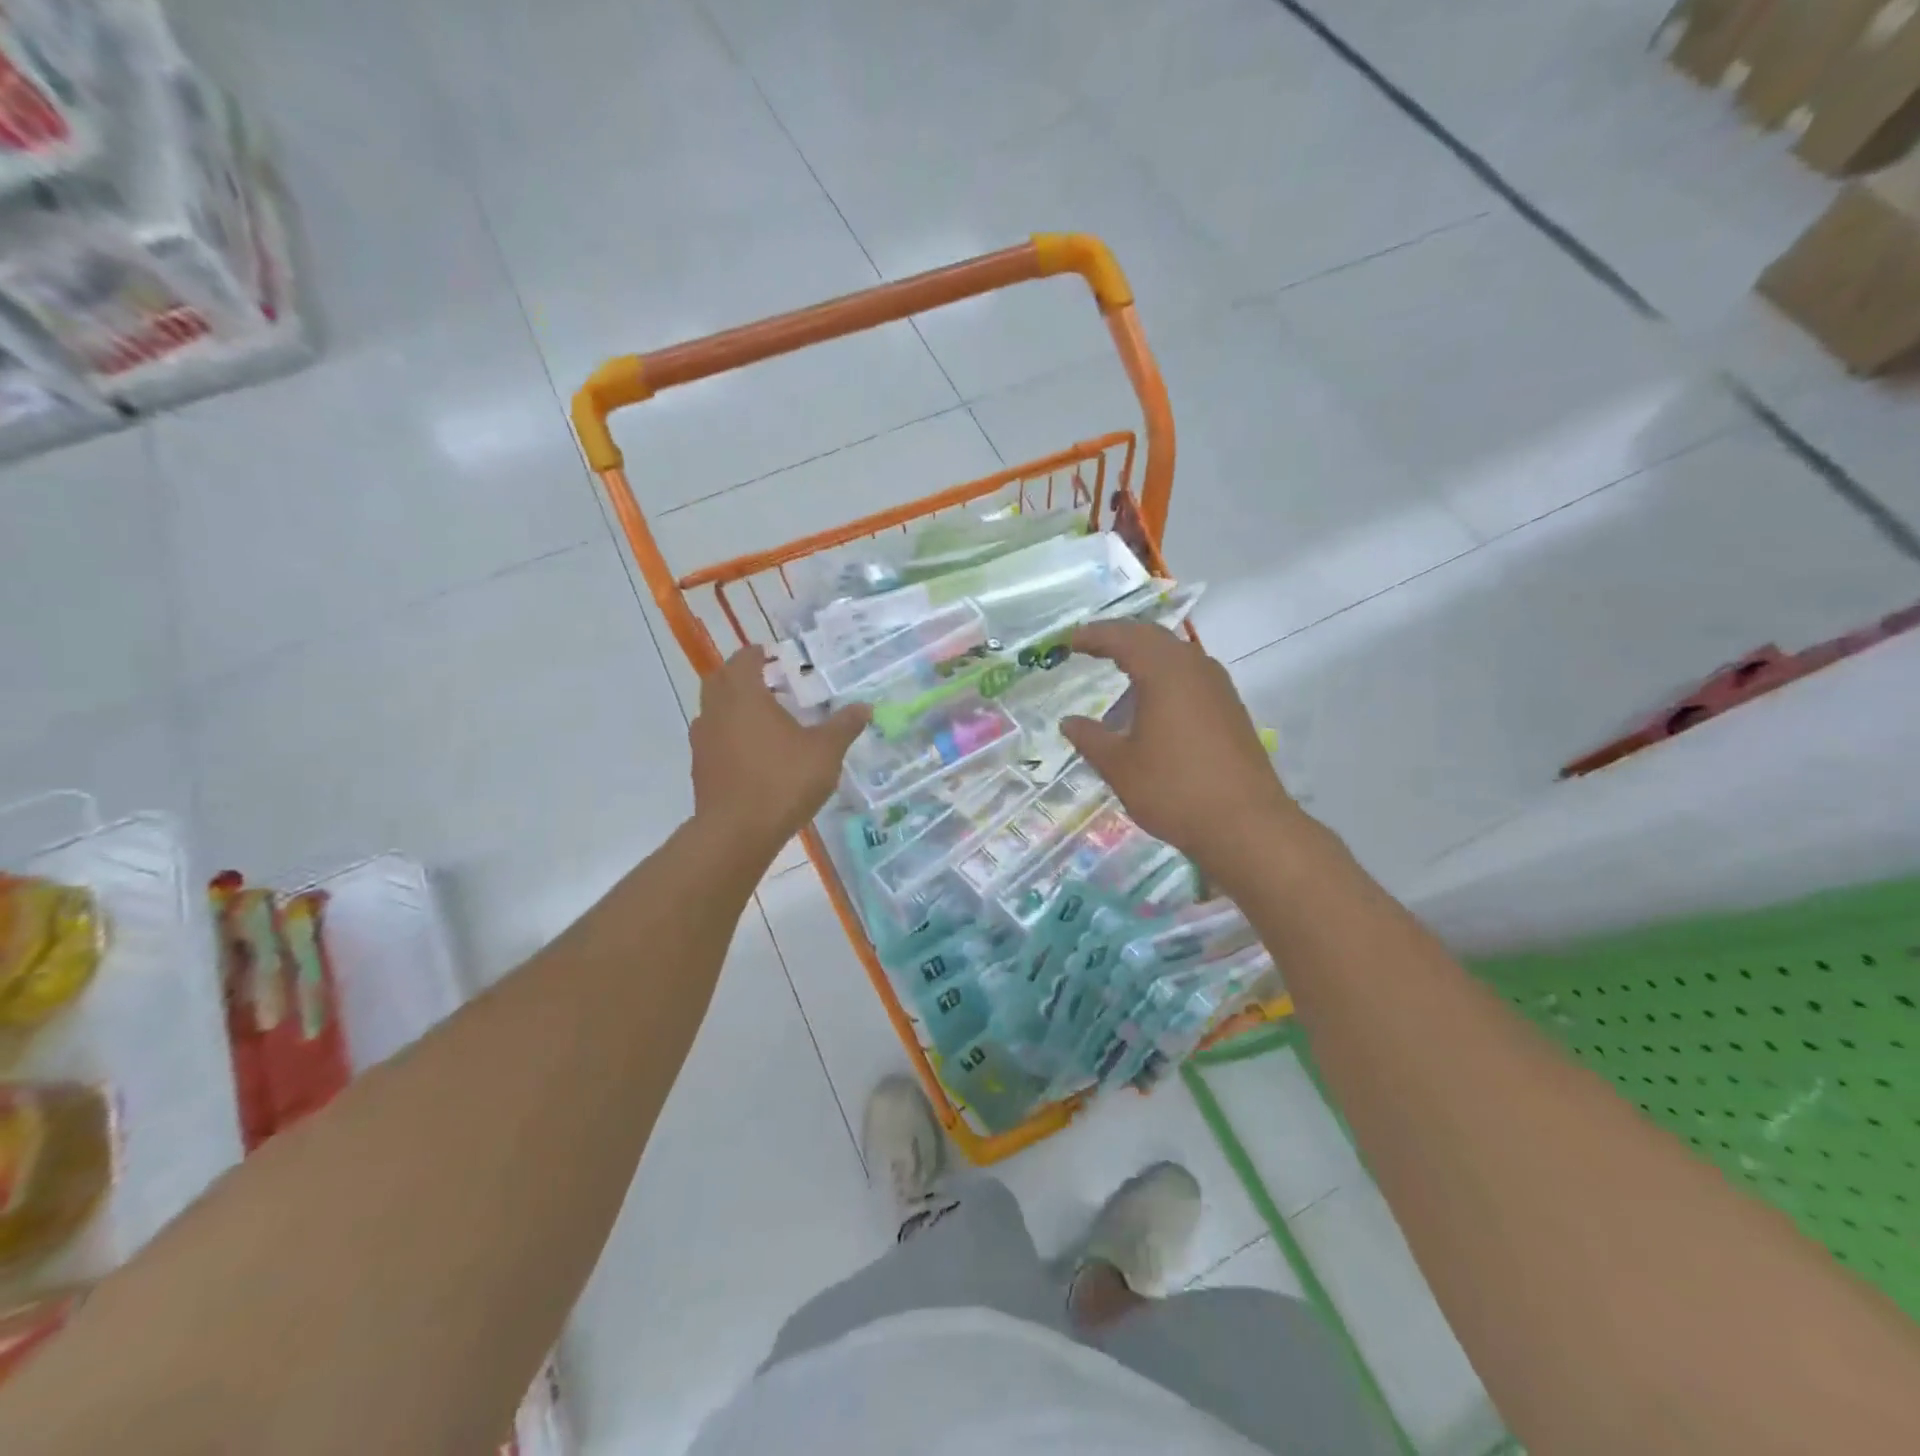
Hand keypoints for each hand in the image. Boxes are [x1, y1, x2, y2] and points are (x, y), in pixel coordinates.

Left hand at [690, 646, 869, 856]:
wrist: (736, 832)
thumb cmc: (782, 780)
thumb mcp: (825, 751)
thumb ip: (844, 726)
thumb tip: (864, 706)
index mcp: (743, 694)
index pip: (744, 659)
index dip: (759, 654)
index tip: (775, 657)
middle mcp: (715, 710)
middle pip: (721, 680)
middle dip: (743, 677)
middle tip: (771, 684)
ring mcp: (702, 740)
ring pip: (714, 710)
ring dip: (734, 707)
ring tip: (765, 719)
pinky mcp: (700, 768)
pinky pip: (714, 739)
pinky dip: (730, 736)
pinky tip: (755, 754)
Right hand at [1060, 622, 1304, 875]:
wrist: (1246, 825)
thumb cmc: (1174, 790)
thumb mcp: (1120, 767)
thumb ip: (1090, 738)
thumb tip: (1069, 722)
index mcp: (1165, 673)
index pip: (1123, 638)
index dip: (1094, 636)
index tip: (1069, 640)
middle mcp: (1195, 669)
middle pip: (1153, 637)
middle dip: (1119, 637)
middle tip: (1090, 645)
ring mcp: (1218, 688)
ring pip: (1176, 654)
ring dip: (1145, 654)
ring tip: (1118, 667)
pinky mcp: (1230, 709)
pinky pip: (1191, 675)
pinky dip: (1165, 674)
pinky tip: (1153, 700)